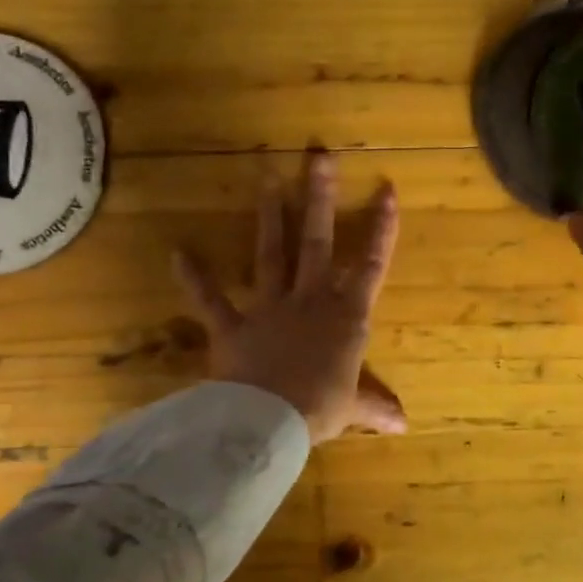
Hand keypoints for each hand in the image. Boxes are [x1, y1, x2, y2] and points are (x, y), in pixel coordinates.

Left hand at [172, 153, 406, 444]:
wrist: (268, 422)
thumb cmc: (320, 409)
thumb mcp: (352, 407)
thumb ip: (375, 407)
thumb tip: (404, 426)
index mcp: (346, 317)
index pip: (371, 264)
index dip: (381, 227)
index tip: (385, 189)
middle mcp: (310, 301)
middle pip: (317, 242)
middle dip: (320, 198)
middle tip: (318, 155)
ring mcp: (269, 309)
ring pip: (271, 255)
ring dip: (270, 216)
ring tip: (267, 177)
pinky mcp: (231, 326)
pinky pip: (210, 299)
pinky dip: (194, 278)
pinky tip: (178, 253)